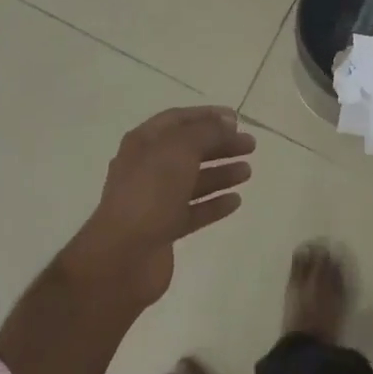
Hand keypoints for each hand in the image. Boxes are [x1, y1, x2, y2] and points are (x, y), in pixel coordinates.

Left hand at [61, 106, 254, 308]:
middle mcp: (147, 167)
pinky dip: (214, 204)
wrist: (122, 257)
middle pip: (189, 149)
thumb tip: (227, 123)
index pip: (178, 119)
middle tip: (250, 145)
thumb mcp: (180, 149)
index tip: (237, 119)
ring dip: (220, 173)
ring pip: (193, 180)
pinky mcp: (164, 229)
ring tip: (248, 172)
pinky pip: (194, 210)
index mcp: (143, 143)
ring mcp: (154, 200)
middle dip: (220, 145)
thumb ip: (207, 132)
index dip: (207, 116)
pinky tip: (236, 201)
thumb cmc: (149, 192)